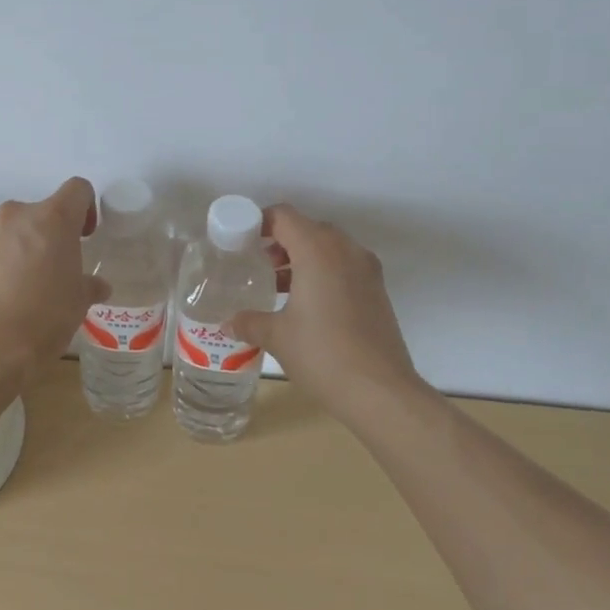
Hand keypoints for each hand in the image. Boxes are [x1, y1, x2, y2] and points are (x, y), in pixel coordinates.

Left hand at [0, 178, 108, 377]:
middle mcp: (19, 215)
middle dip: (55, 233)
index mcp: (53, 218)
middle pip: (45, 211)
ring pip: (19, 228)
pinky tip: (11, 294)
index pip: (77, 189)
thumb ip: (88, 284)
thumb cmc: (44, 317)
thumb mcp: (78, 302)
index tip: (85, 237)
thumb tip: (97, 286)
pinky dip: (8, 260)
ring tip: (34, 284)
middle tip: (61, 267)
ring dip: (30, 246)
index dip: (87, 209)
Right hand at [230, 205, 429, 421]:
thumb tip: (228, 323)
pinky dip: (323, 273)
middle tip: (258, 264)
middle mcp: (345, 250)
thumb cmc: (322, 354)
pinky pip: (344, 266)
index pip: (284, 216)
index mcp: (318, 250)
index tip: (241, 241)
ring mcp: (367, 270)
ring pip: (329, 248)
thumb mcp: (277, 336)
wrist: (381, 393)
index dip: (259, 222)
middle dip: (281, 241)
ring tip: (278, 286)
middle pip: (308, 229)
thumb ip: (249, 322)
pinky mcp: (377, 291)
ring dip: (303, 258)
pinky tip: (306, 305)